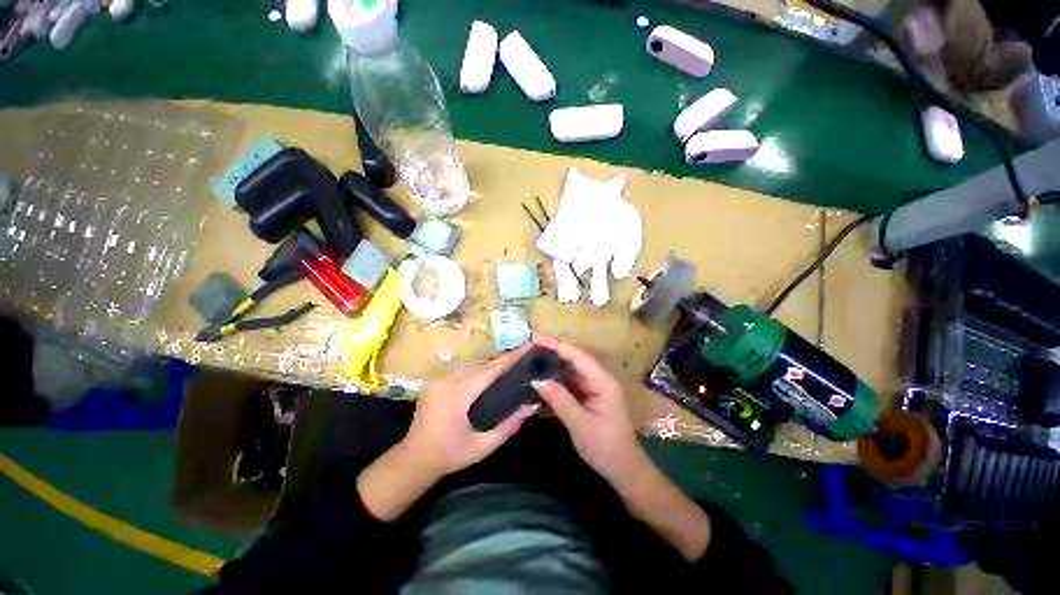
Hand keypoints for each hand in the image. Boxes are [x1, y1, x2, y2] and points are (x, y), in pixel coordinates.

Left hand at [400, 344, 540, 479]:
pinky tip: (488, 377)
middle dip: (504, 361)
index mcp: (459, 393)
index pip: (491, 369)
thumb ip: (509, 425)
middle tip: (525, 360)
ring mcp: (439, 378)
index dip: (512, 357)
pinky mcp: (436, 380)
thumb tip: (532, 405)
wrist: (413, 460)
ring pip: (472, 364)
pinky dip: (478, 370)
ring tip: (510, 368)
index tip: (530, 345)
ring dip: (491, 365)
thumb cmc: (450, 455)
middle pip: (482, 364)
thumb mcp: (483, 446)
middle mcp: (448, 379)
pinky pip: (463, 369)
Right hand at [530, 335, 648, 490]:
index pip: (577, 356)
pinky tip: (542, 378)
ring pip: (571, 370)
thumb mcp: (580, 424)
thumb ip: (559, 399)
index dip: (556, 345)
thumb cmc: (606, 447)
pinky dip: (557, 379)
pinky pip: (571, 382)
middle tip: (529, 347)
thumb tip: (537, 380)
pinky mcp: (589, 397)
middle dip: (553, 351)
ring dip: (553, 364)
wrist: (624, 470)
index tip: (536, 338)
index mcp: (602, 381)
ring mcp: (594, 388)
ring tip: (532, 359)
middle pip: (574, 359)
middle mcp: (599, 379)